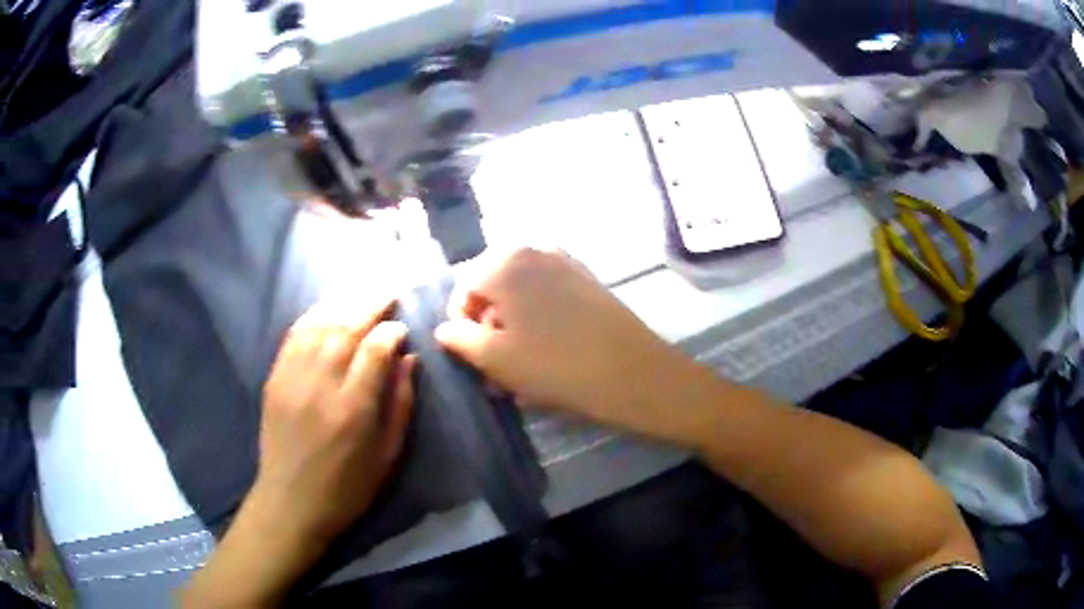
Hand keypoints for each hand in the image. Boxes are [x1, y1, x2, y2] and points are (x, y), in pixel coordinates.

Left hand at [183, 298, 413, 607]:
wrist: (290, 503)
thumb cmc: (347, 488)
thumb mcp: (387, 457)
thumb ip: (401, 405)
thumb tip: (409, 360)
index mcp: (353, 409)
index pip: (374, 350)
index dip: (391, 331)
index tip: (402, 327)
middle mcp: (320, 385)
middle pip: (346, 328)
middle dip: (370, 303)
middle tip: (389, 291)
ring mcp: (292, 378)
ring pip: (318, 324)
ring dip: (342, 303)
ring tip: (361, 293)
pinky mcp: (274, 379)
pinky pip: (293, 336)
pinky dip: (312, 317)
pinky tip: (326, 309)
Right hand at [435, 248, 699, 435]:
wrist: (631, 372)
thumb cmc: (554, 365)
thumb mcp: (494, 358)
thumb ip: (459, 338)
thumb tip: (445, 328)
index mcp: (504, 263)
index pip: (463, 286)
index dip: (459, 322)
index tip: (470, 354)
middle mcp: (533, 252)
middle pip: (493, 286)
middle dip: (488, 323)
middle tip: (494, 362)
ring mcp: (565, 263)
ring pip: (522, 292)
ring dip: (513, 324)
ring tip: (520, 362)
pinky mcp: (587, 280)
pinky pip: (548, 295)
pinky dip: (538, 318)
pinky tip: (547, 350)